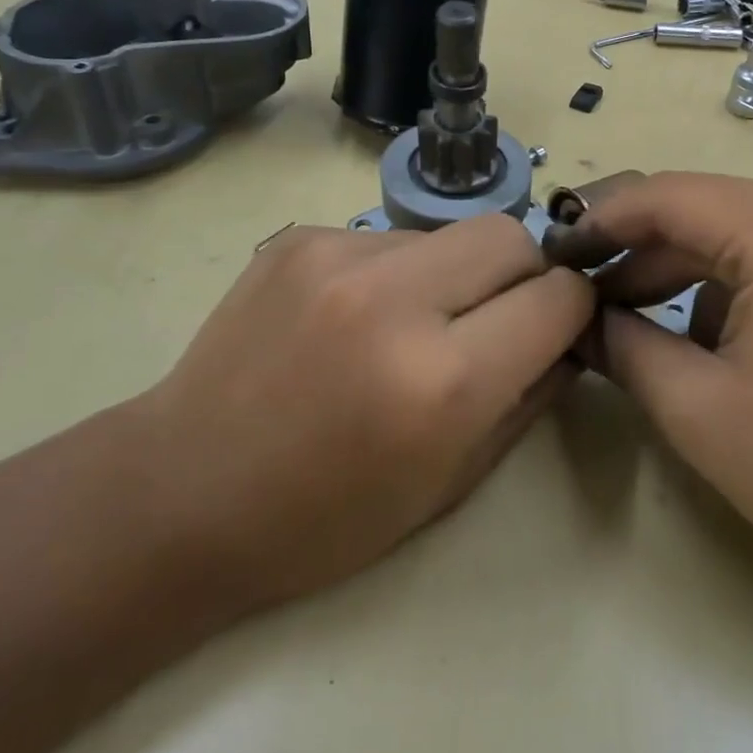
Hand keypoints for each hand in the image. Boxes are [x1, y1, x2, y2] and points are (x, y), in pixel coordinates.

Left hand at [124, 215, 593, 611]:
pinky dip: (397, 273)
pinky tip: (356, 320)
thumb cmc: (325, 518)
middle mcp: (394, 299)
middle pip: (511, 236)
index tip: (554, 332)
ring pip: (449, 234)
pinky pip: (389, 239)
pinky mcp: (298, 238)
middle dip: (523, 276)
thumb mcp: (451, 483)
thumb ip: (526, 398)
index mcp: (442, 381)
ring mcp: (337, 255)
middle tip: (494, 321)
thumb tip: (565, 339)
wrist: (182, 492)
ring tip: (412, 325)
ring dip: (455, 274)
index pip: (558, 297)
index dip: (571, 313)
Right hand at [576, 173, 752, 579]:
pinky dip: (724, 286)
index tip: (552, 257)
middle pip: (702, 211)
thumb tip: (577, 317)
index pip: (666, 196)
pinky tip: (697, 337)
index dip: (599, 223)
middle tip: (579, 297)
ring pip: (735, 233)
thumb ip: (621, 345)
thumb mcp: (696, 407)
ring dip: (677, 274)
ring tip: (623, 321)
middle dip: (635, 256)